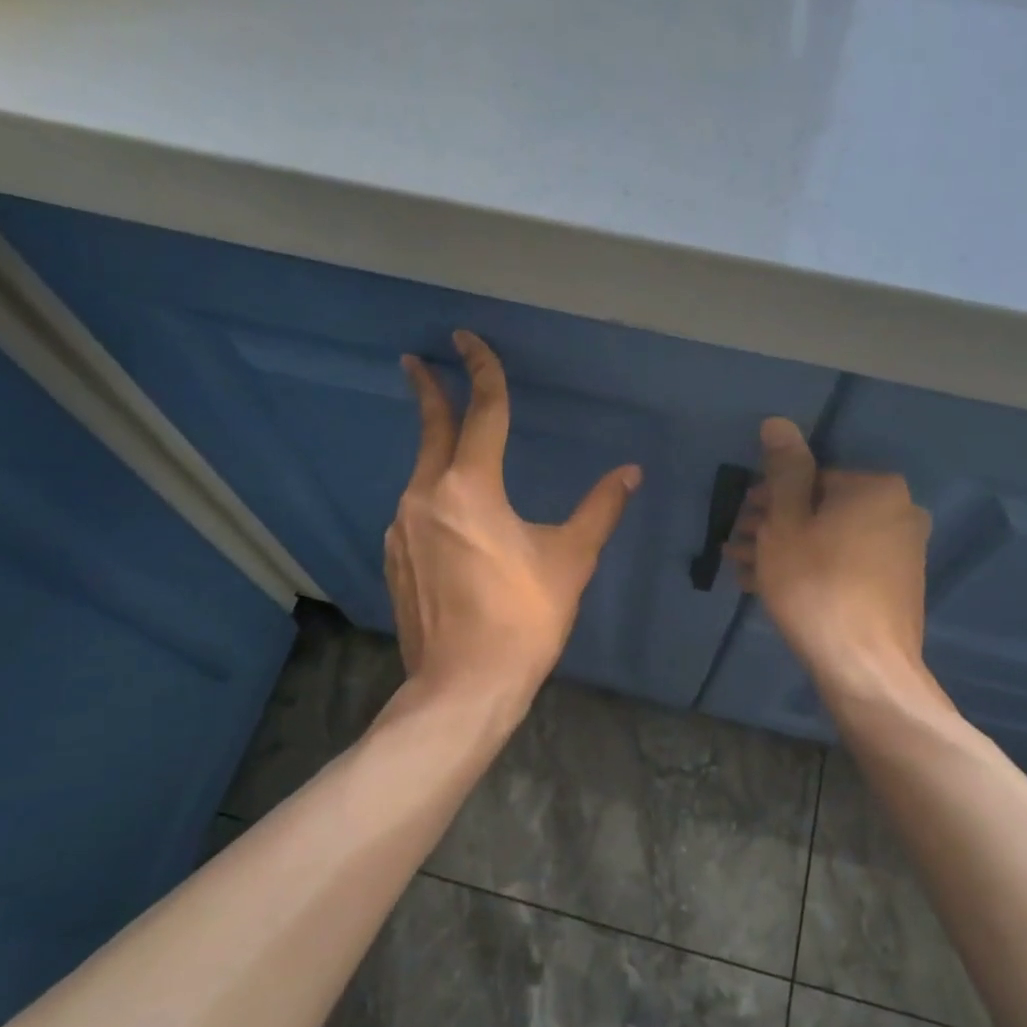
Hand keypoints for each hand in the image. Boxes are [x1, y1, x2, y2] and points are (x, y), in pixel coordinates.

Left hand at [385, 331, 640, 703]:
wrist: (463, 686)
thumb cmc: (523, 619)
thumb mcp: (570, 560)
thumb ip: (599, 509)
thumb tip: (630, 473)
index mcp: (470, 488)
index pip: (481, 412)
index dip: (481, 371)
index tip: (468, 340)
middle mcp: (425, 497)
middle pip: (431, 431)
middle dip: (428, 391)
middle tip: (417, 361)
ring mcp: (402, 529)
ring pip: (422, 475)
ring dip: (436, 452)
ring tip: (451, 447)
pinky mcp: (395, 559)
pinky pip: (416, 513)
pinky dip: (433, 498)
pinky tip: (449, 518)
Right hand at [730, 418, 945, 703]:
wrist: (866, 668)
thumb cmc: (816, 587)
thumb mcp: (786, 524)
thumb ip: (783, 471)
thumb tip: (778, 422)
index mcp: (876, 488)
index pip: (810, 477)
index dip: (767, 498)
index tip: (738, 520)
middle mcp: (900, 512)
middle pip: (820, 509)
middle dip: (773, 526)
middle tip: (735, 547)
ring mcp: (903, 552)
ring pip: (830, 540)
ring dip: (786, 550)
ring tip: (744, 571)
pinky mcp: (897, 586)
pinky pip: (845, 565)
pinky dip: (811, 570)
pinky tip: (773, 589)